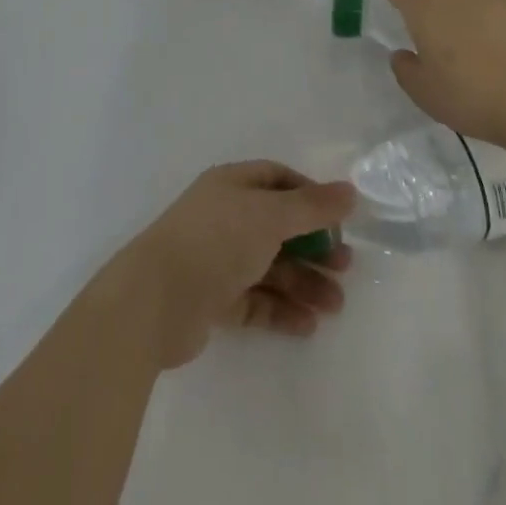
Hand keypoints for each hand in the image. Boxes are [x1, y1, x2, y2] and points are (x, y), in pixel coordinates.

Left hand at [102, 162, 355, 370]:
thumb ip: (312, 206)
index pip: (277, 180)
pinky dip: (282, 309)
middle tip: (345, 267)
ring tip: (335, 305)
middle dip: (313, 245)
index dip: (309, 195)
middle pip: (278, 226)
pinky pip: (256, 300)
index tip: (338, 218)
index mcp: (232, 186)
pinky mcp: (214, 300)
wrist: (155, 301)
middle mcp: (225, 217)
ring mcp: (218, 259)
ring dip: (304, 282)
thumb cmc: (215, 242)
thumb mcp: (269, 216)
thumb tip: (350, 191)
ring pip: (270, 266)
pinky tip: (308, 325)